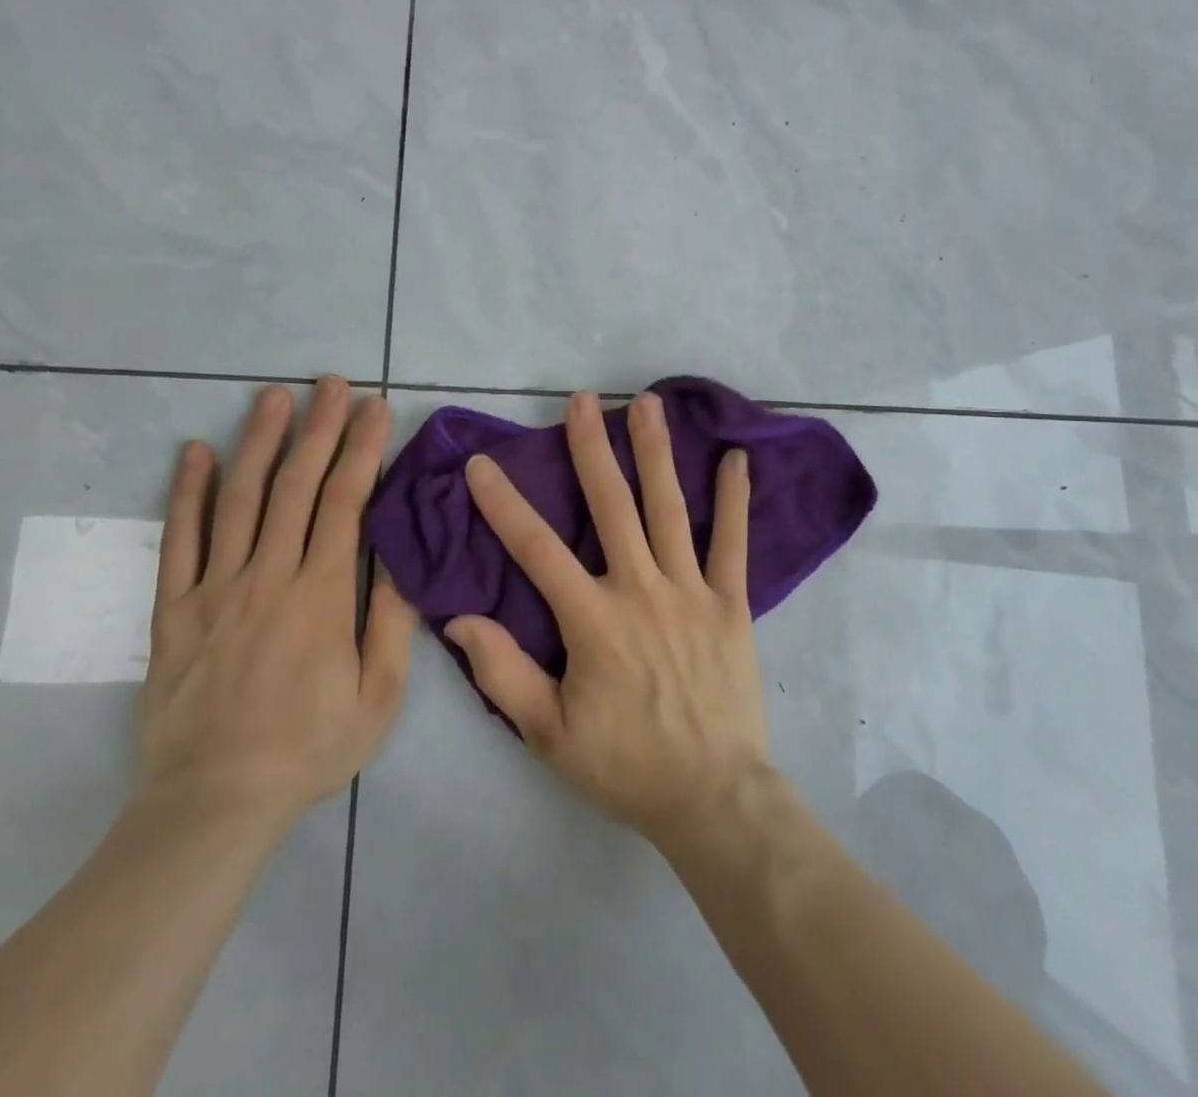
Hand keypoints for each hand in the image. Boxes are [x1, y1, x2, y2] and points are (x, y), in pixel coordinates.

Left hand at [135, 377, 418, 831]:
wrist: (214, 803)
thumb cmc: (309, 748)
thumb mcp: (378, 695)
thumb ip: (391, 620)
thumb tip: (402, 555)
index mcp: (321, 595)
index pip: (346, 502)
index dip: (362, 448)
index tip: (375, 407)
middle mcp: (268, 576)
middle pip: (296, 486)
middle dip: (318, 428)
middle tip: (331, 383)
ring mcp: (215, 589)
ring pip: (238, 499)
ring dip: (259, 442)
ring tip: (273, 396)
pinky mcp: (174, 609)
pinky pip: (178, 541)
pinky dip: (185, 492)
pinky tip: (193, 452)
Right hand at [443, 391, 770, 844]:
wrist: (713, 797)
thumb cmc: (625, 765)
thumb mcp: (549, 734)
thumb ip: (503, 674)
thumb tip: (459, 619)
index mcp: (593, 620)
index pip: (537, 549)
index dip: (504, 504)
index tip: (482, 464)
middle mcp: (641, 590)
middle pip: (611, 506)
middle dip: (591, 448)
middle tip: (581, 400)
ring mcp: (692, 592)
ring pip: (669, 509)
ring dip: (656, 453)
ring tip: (647, 404)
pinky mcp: (731, 604)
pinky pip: (733, 543)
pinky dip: (734, 500)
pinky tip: (737, 458)